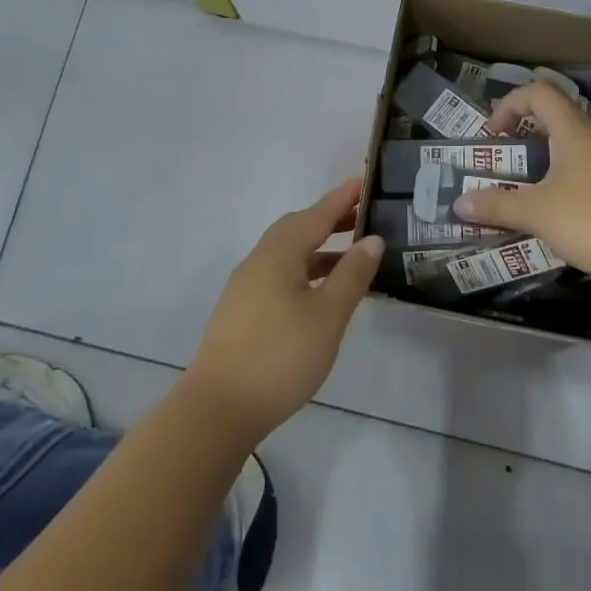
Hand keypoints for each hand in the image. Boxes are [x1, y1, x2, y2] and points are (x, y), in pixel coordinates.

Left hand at [181, 178, 382, 444]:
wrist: (219, 408)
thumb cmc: (280, 355)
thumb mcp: (327, 315)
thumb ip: (351, 275)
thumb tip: (372, 240)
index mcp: (279, 253)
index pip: (317, 214)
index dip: (343, 198)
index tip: (365, 182)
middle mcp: (259, 260)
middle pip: (297, 229)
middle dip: (330, 220)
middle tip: (363, 219)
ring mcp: (246, 286)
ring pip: (288, 254)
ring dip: (318, 249)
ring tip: (351, 257)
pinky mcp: (242, 311)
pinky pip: (280, 275)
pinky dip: (305, 271)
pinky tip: (321, 294)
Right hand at [454, 83, 590, 296]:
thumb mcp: (537, 214)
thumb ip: (496, 205)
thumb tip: (459, 203)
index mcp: (576, 130)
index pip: (539, 93)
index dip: (510, 105)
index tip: (494, 136)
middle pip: (560, 120)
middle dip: (530, 139)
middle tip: (511, 167)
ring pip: (583, 148)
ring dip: (555, 162)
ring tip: (539, 196)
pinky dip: (580, 181)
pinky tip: (576, 217)